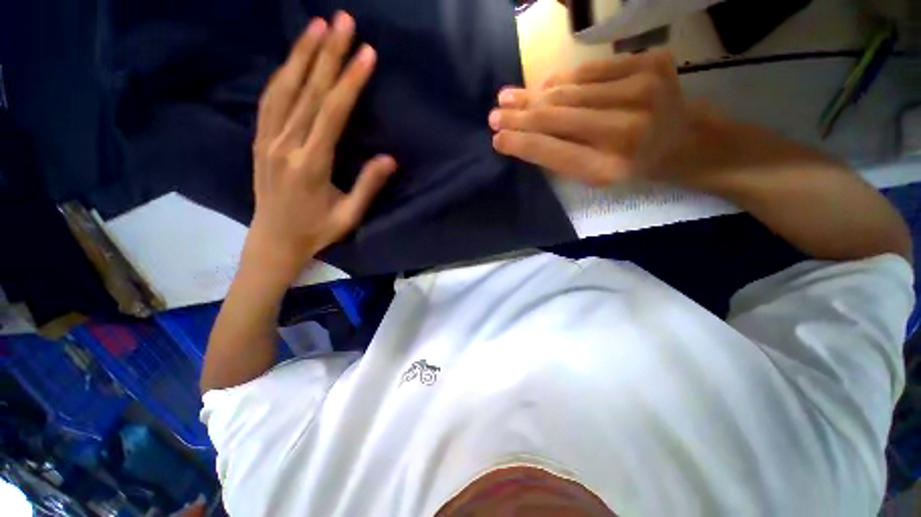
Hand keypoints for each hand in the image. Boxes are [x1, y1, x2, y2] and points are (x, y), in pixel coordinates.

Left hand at [246, 12, 395, 280]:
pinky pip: (270, 99)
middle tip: (342, 21)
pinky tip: (293, 59)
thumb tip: (389, 158)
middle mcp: (286, 145)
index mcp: (311, 164)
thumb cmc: (317, 230)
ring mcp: (267, 140)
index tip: (365, 53)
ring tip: (317, 25)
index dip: (349, 82)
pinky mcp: (259, 140)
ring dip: (301, 55)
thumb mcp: (350, 215)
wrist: (274, 240)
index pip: (332, 113)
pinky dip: (283, 74)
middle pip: (309, 91)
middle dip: (327, 54)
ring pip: (284, 88)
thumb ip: (368, 186)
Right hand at [489, 50, 690, 185]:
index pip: (551, 152)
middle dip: (519, 116)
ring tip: (509, 97)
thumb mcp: (595, 177)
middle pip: (556, 118)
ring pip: (568, 92)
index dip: (520, 143)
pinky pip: (591, 71)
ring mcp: (642, 91)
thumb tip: (523, 135)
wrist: (685, 140)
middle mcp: (626, 130)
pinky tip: (547, 87)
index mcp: (610, 168)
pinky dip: (564, 81)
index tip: (497, 139)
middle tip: (495, 114)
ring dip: (534, 96)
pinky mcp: (651, 64)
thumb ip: (560, 158)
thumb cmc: (633, 166)